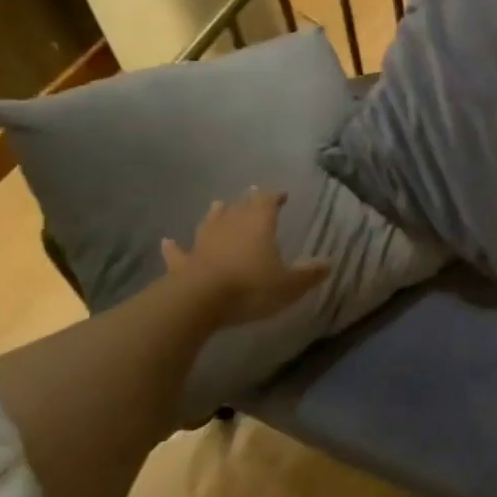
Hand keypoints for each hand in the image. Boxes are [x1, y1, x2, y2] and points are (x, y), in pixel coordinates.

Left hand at [162, 190, 329, 325]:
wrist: (199, 301)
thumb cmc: (251, 287)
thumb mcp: (289, 285)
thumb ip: (308, 274)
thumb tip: (328, 263)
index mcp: (258, 224)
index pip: (267, 201)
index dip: (274, 196)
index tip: (281, 195)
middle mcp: (230, 225)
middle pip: (239, 207)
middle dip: (248, 202)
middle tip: (252, 196)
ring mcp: (203, 241)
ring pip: (210, 221)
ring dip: (215, 214)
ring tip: (217, 206)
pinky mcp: (184, 262)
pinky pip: (179, 252)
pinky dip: (174, 247)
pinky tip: (168, 242)